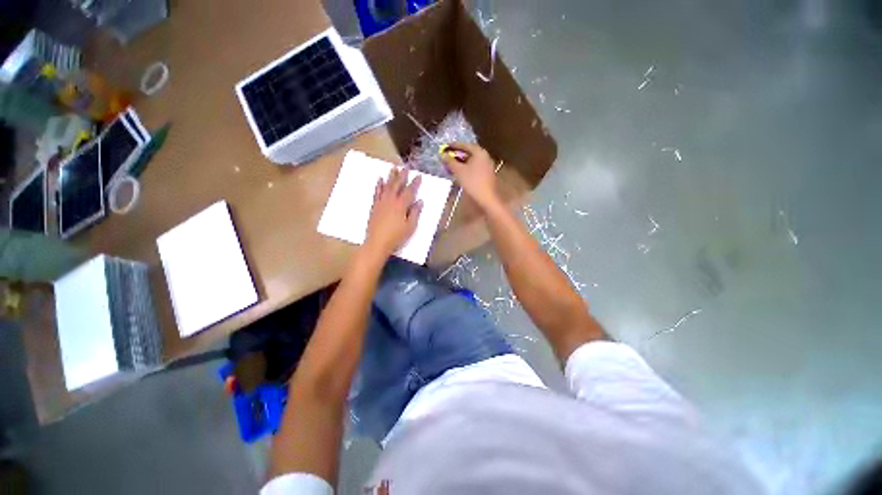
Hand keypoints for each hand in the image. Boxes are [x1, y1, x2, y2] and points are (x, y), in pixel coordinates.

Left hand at [365, 166, 422, 256]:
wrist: (377, 242)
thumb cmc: (396, 236)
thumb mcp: (410, 227)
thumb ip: (415, 213)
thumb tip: (420, 201)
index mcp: (401, 205)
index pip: (410, 191)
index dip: (415, 183)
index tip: (419, 176)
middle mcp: (391, 200)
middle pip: (397, 185)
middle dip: (402, 175)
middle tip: (405, 167)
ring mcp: (381, 202)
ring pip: (386, 186)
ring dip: (390, 176)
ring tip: (393, 167)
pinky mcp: (374, 206)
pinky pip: (377, 192)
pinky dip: (379, 185)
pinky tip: (380, 179)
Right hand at [441, 142, 500, 210]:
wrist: (487, 198)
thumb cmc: (472, 182)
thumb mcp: (459, 171)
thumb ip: (450, 161)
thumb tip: (443, 155)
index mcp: (479, 152)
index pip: (465, 145)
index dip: (454, 146)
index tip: (445, 147)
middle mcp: (485, 156)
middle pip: (469, 153)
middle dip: (458, 155)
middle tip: (448, 157)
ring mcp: (487, 166)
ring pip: (472, 161)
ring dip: (462, 162)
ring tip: (452, 166)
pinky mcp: (487, 174)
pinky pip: (475, 167)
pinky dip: (467, 168)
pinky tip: (461, 173)